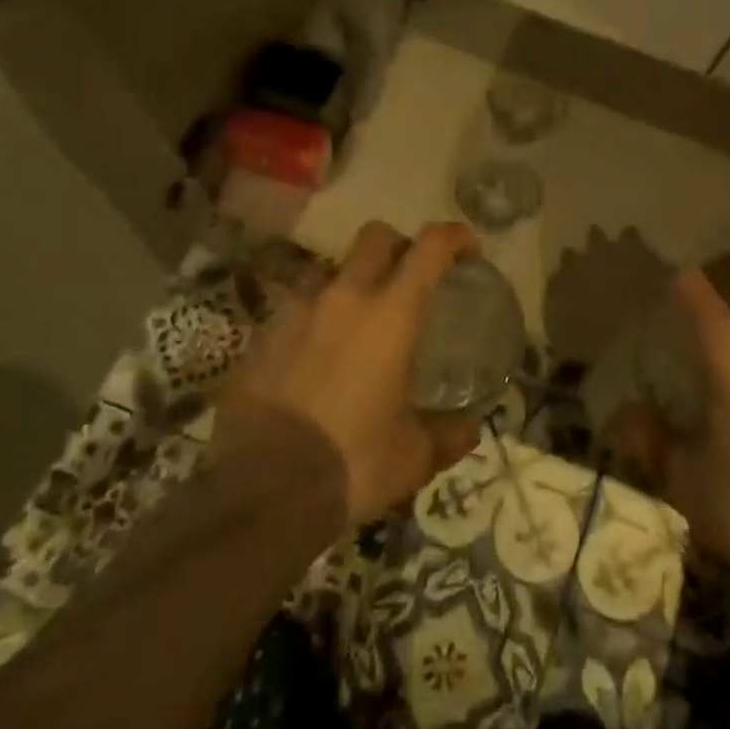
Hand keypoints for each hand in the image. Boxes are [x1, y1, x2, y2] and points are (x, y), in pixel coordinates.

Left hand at [219, 220, 484, 524]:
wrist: (260, 491)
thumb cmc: (352, 463)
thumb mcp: (412, 457)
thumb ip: (447, 435)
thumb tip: (469, 429)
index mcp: (390, 315)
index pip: (429, 248)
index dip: (453, 237)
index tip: (467, 248)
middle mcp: (343, 297)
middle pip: (375, 237)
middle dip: (399, 246)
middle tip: (410, 278)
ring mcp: (296, 311)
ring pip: (330, 268)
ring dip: (351, 282)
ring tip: (357, 321)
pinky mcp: (261, 335)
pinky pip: (295, 306)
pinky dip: (315, 318)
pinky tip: (316, 355)